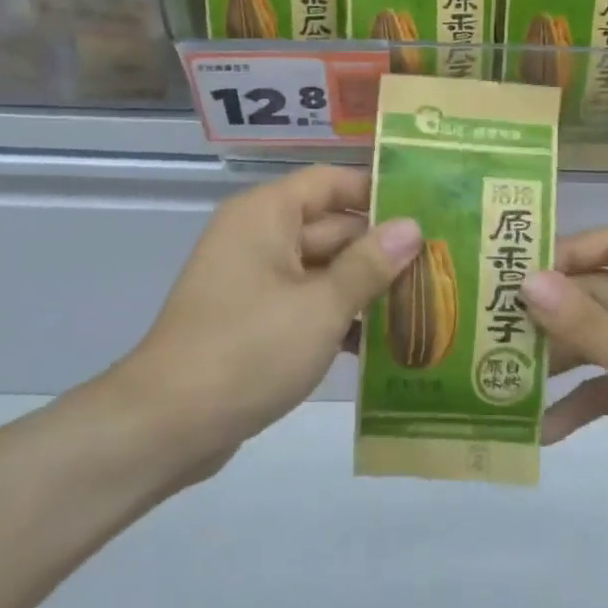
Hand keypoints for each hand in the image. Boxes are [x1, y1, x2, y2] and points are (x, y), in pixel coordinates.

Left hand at [101, 166, 421, 487]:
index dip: (378, 193)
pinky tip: (383, 343)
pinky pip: (305, 303)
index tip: (428, 210)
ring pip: (322, 270)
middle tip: (439, 265)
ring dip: (364, 288)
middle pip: (331, 228)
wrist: (168, 425)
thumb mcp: (321, 306)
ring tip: (424, 304)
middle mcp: (258, 237)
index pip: (332, 183)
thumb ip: (369, 264)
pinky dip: (337, 316)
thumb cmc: (248, 350)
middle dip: (381, 249)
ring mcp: (254, 280)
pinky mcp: (254, 320)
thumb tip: (412, 228)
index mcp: (267, 215)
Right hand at [522, 229, 607, 524]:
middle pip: (597, 294)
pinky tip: (544, 428)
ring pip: (597, 339)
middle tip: (495, 328)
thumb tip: (528, 282)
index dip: (564, 255)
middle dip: (552, 314)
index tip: (514, 276)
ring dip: (559, 359)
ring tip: (506, 377)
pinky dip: (580, 400)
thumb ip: (588, 326)